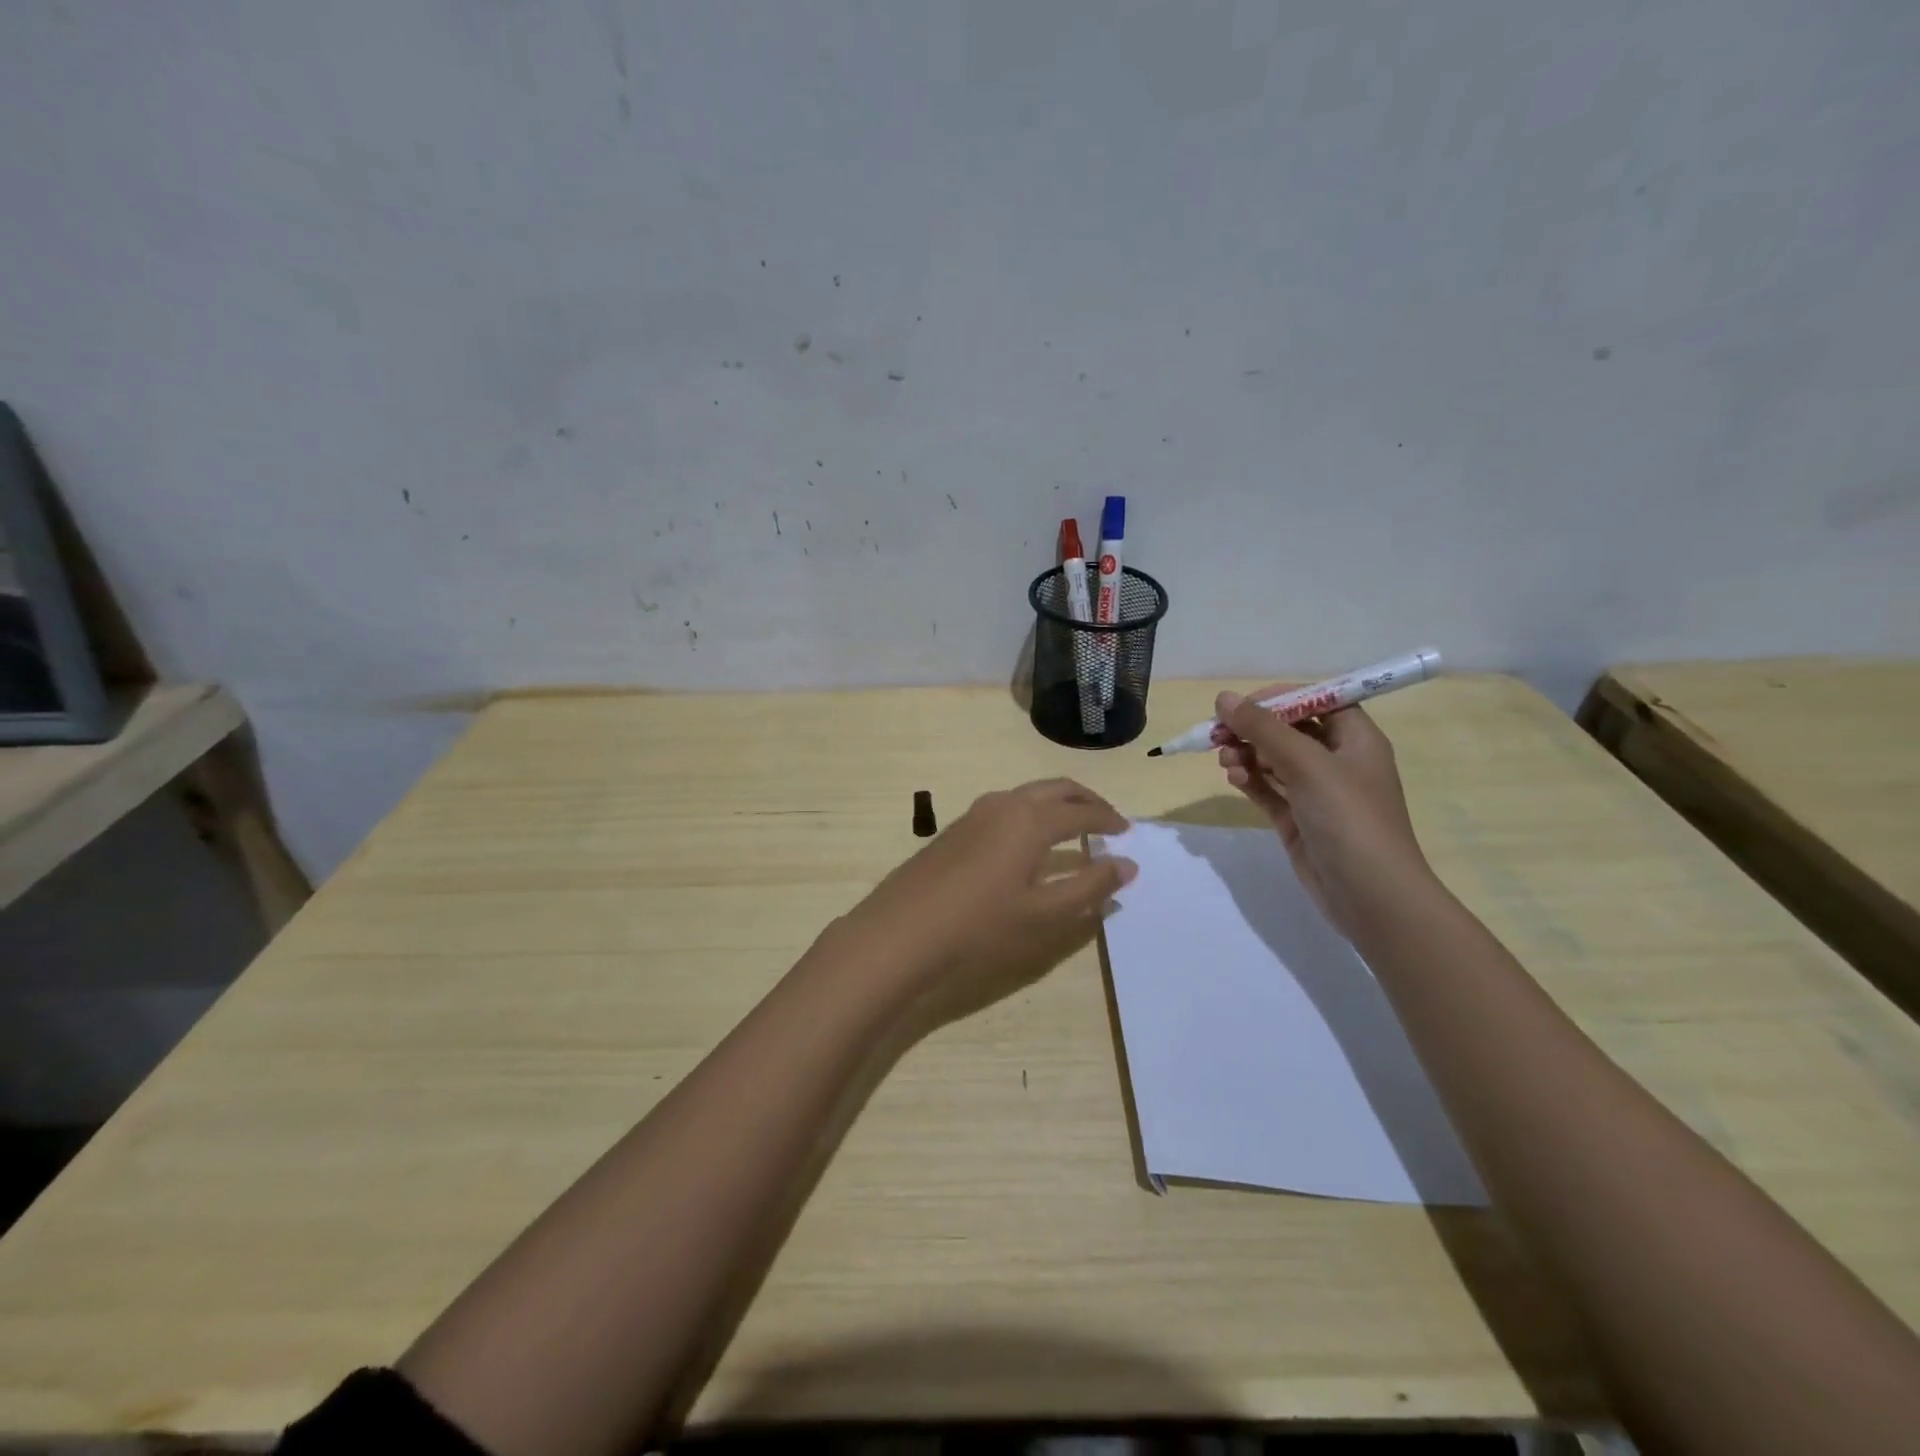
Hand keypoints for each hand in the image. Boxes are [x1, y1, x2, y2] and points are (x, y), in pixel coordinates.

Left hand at [835, 778, 1134, 1022]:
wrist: (901, 931)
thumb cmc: (981, 925)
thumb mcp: (1044, 914)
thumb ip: (1090, 887)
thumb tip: (1127, 865)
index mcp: (1031, 819)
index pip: (1082, 812)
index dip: (1109, 821)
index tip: (1127, 833)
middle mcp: (1005, 804)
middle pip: (1056, 789)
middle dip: (1086, 801)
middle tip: (1107, 821)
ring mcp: (975, 813)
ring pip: (1028, 795)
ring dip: (1056, 805)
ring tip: (1071, 830)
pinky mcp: (956, 828)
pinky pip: (1006, 808)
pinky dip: (1030, 815)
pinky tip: (1028, 844)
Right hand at [1215, 691, 1434, 939]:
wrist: (1371, 895)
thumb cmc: (1349, 818)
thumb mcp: (1307, 764)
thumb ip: (1263, 728)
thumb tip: (1224, 698)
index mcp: (1355, 739)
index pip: (1316, 701)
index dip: (1279, 698)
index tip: (1241, 706)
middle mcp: (1337, 761)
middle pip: (1289, 730)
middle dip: (1253, 729)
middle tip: (1218, 734)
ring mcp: (1317, 792)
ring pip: (1274, 760)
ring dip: (1247, 754)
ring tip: (1225, 762)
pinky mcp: (1298, 819)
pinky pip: (1268, 789)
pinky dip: (1250, 781)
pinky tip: (1234, 780)